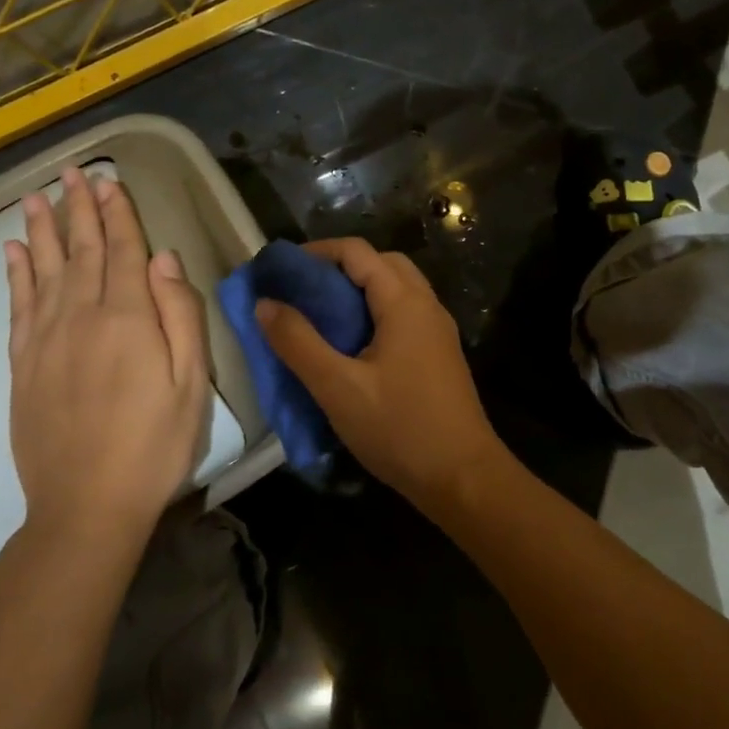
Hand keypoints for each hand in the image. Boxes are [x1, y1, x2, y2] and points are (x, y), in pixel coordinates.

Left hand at [2, 167, 207, 552]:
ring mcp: (45, 339)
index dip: (117, 214)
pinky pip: (17, 306)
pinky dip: (15, 274)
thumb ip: (179, 314)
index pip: (121, 251)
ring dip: (42, 230)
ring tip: (37, 197)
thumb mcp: (190, 382)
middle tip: (72, 173)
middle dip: (79, 209)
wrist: (86, 505)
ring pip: (43, 270)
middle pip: (80, 251)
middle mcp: (80, 316)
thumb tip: (163, 258)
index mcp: (127, 318)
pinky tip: (13, 252)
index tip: (109, 181)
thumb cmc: (154, 444)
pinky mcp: (22, 365)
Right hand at [256, 237, 507, 516]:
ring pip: (395, 289)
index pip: (357, 252)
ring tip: (321, 316)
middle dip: (338, 268)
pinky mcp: (439, 354)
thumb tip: (264, 303)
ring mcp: (437, 330)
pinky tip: (352, 345)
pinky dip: (374, 313)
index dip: (316, 252)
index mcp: (404, 302)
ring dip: (358, 291)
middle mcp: (426, 305)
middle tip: (302, 292)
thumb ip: (298, 342)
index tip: (280, 270)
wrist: (463, 477)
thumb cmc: (400, 428)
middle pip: (380, 263)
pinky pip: (403, 314)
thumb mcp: (337, 387)